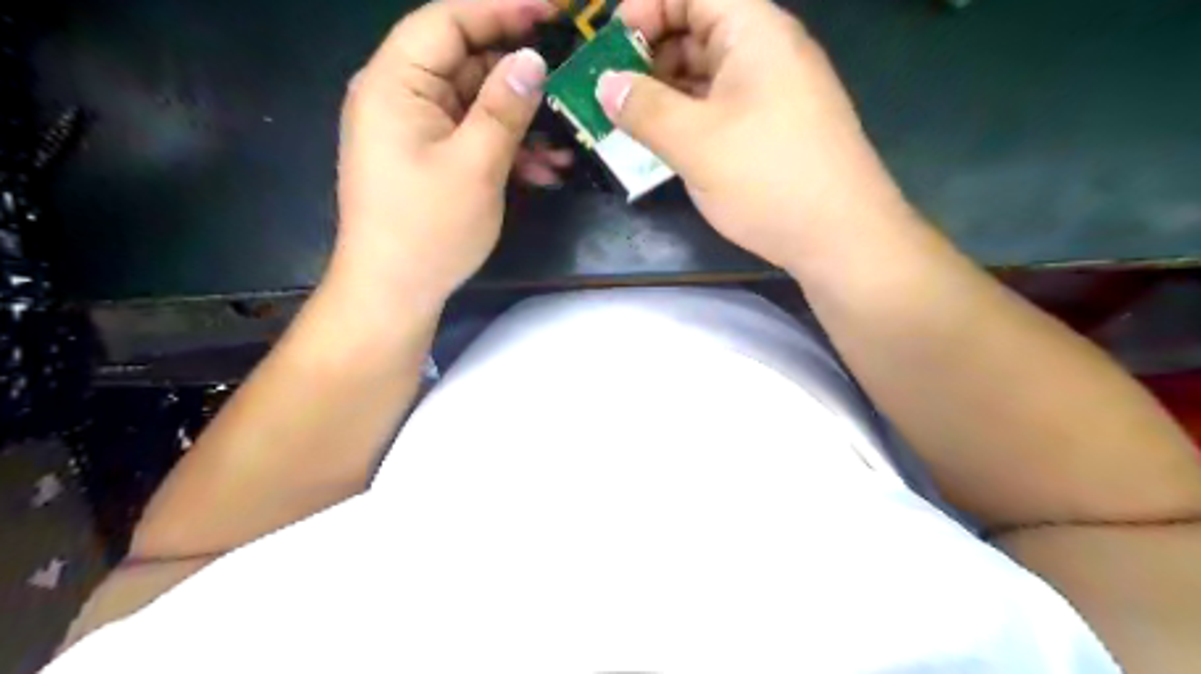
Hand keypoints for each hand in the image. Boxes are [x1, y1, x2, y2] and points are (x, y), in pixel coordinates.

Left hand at [332, 0, 562, 309]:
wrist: (394, 292)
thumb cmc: (428, 229)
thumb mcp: (476, 165)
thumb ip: (504, 106)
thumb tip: (533, 58)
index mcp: (394, 83)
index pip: (448, 19)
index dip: (502, 7)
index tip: (555, 9)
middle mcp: (398, 96)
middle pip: (464, 60)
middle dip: (519, 73)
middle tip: (572, 77)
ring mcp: (413, 129)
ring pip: (474, 104)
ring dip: (520, 120)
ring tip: (568, 140)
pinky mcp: (427, 158)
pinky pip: (470, 136)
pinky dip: (505, 147)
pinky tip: (544, 169)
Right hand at [595, 0, 917, 271]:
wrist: (842, 236)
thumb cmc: (768, 178)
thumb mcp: (695, 142)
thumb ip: (643, 109)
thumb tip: (604, 84)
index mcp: (754, 31)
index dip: (646, 8)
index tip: (609, 50)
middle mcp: (767, 51)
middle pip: (698, 30)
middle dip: (649, 56)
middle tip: (611, 95)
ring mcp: (773, 93)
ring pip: (707, 76)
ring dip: (665, 93)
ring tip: (628, 124)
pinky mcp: (773, 129)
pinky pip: (721, 108)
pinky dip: (689, 119)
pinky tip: (666, 143)